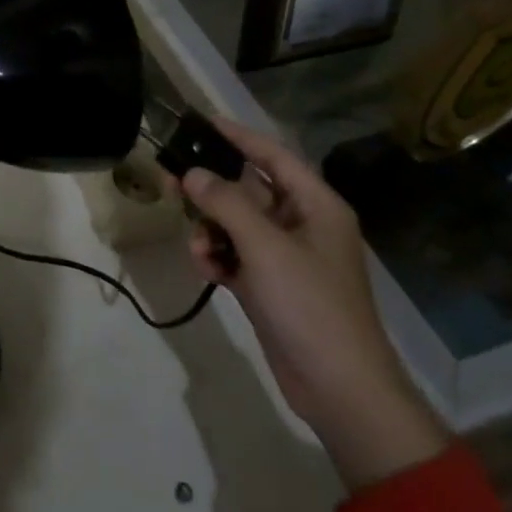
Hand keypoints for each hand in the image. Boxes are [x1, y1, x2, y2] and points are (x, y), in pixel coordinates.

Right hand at [178, 119, 447, 490]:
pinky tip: (206, 269)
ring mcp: (286, 258)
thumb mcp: (265, 247)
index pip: (273, 156)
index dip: (239, 137)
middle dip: (212, 188)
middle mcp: (302, 225)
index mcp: (316, 206)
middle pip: (249, 190)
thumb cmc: (310, 305)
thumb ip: (225, 204)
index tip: (201, 122)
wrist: (340, 389)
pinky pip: (236, 256)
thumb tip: (192, 173)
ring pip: (236, 225)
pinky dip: (218, 258)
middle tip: (171, 179)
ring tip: (197, 248)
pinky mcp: (271, 286)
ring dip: (211, 231)